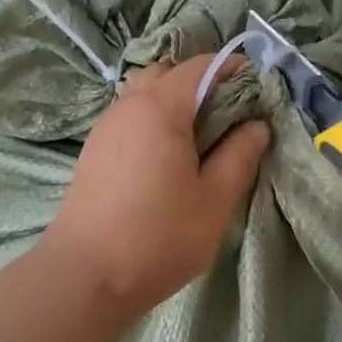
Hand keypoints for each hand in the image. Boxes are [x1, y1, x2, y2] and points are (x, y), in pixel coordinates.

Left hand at [43, 55, 269, 316]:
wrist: (84, 276)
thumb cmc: (158, 235)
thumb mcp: (214, 200)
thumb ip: (239, 156)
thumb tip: (257, 126)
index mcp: (161, 108)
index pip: (200, 65)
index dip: (231, 68)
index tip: (256, 88)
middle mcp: (128, 105)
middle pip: (167, 72)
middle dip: (200, 81)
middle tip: (227, 115)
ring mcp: (105, 126)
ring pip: (144, 93)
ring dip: (173, 101)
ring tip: (200, 139)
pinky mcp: (93, 150)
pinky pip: (129, 116)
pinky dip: (153, 120)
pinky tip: (166, 158)